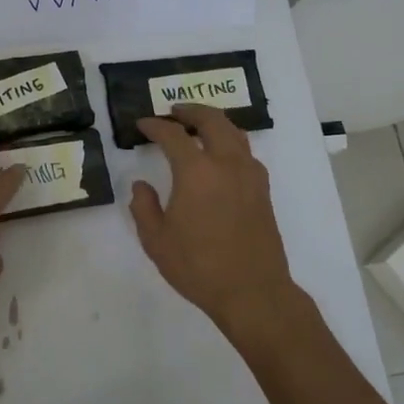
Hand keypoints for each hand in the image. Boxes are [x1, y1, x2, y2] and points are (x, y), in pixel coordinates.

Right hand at [130, 105, 297, 338]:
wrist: (252, 291)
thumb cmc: (198, 267)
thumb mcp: (156, 241)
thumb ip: (144, 207)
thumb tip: (141, 185)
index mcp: (196, 172)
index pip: (173, 135)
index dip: (155, 126)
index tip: (142, 124)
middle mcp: (227, 164)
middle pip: (212, 121)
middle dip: (191, 111)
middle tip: (174, 111)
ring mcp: (250, 176)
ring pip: (234, 133)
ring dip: (214, 122)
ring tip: (198, 126)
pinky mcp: (263, 191)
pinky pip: (246, 153)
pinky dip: (230, 142)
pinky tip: (220, 157)